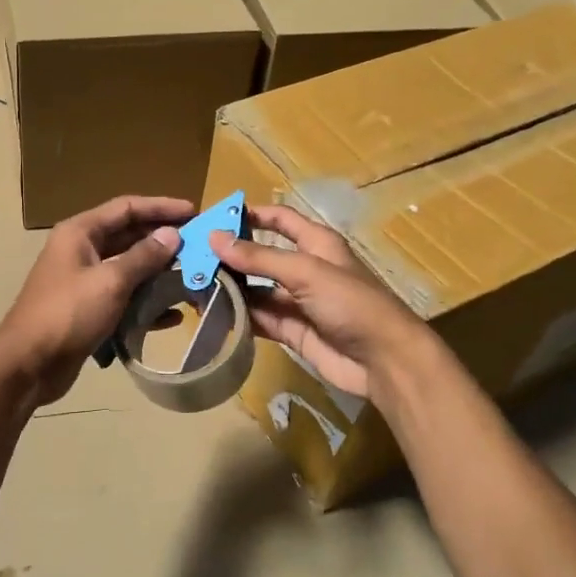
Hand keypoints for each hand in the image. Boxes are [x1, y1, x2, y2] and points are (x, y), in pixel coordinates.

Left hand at [0, 195, 192, 404]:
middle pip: (128, 235)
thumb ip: (143, 257)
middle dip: (162, 240)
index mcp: (80, 232)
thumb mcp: (110, 282)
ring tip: (192, 277)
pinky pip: (123, 297)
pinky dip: (146, 302)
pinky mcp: (88, 309)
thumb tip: (172, 234)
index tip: (194, 212)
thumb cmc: (67, 314)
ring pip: (128, 268)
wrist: (28, 365)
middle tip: (199, 245)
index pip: (126, 208)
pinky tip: (172, 315)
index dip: (161, 207)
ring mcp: (84, 281)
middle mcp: (81, 250)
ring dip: (158, 272)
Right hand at [210, 204, 434, 400]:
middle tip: (192, 258)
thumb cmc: (351, 303)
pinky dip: (238, 316)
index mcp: (316, 244)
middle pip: (261, 256)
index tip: (217, 217)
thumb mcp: (305, 272)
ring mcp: (297, 302)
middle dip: (231, 256)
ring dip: (230, 288)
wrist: (383, 361)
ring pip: (256, 289)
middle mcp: (305, 269)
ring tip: (193, 287)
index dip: (253, 215)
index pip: (280, 220)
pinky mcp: (291, 331)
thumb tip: (214, 237)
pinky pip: (259, 319)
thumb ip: (259, 257)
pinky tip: (211, 314)